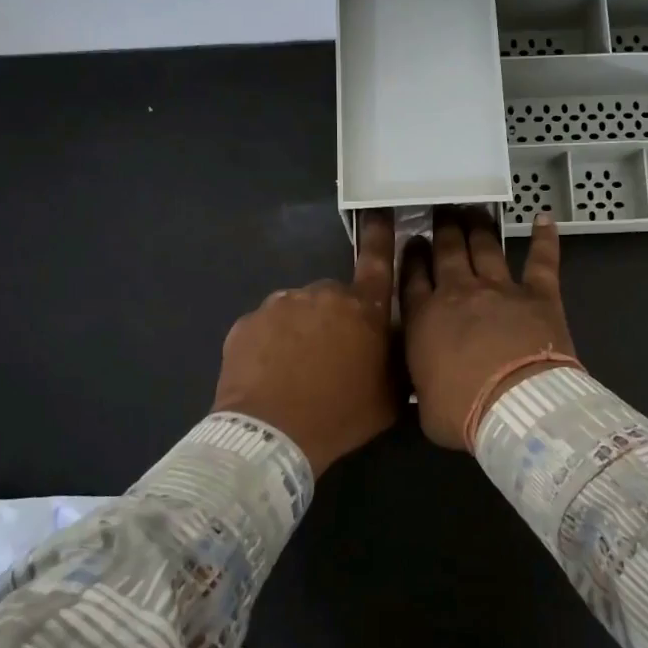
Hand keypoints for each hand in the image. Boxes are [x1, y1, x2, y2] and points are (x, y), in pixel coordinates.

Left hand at [213, 212, 399, 475]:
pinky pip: (267, 328)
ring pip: (300, 312)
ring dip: (303, 332)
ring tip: (298, 372)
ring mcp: (281, 305)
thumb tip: (400, 348)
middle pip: (335, 299)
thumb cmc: (340, 416)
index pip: (377, 261)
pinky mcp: (248, 322)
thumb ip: (398, 363)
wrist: (271, 435)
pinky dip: (272, 345)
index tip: (379, 212)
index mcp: (363, 309)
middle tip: (332, 359)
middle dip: (336, 320)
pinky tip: (272, 374)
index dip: (380, 235)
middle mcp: (323, 294)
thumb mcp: (388, 397)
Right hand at [400, 208, 576, 448]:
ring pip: (485, 247)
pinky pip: (541, 259)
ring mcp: (499, 289)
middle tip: (441, 213)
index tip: (413, 242)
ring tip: (473, 209)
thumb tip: (423, 387)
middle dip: (442, 229)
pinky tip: (544, 218)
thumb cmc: (462, 412)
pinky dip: (545, 238)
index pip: (412, 277)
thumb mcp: (424, 406)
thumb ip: (422, 386)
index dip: (412, 256)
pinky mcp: (538, 294)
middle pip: (446, 252)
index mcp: (424, 319)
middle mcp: (458, 293)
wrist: (515, 407)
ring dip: (478, 226)